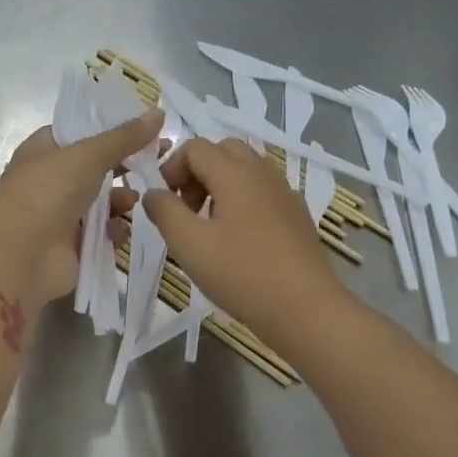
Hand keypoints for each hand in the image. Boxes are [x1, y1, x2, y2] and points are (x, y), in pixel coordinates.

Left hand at [0, 111, 163, 310]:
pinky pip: (101, 233)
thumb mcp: (87, 155)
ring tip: (135, 199)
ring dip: (121, 199)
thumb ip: (124, 137)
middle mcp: (51, 181)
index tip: (145, 126)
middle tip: (160, 158)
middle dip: (125, 165)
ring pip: (101, 202)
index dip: (111, 128)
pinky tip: (119, 228)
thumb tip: (158, 113)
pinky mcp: (73, 246)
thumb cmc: (47, 192)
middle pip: (95, 168)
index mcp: (43, 151)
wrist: (21, 255)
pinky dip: (112, 230)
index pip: (79, 132)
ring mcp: (61, 215)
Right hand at [143, 137, 346, 346]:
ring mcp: (285, 194)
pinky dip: (241, 202)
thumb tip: (153, 193)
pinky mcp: (297, 216)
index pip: (195, 148)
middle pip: (223, 151)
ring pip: (245, 171)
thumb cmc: (241, 273)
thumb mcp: (189, 244)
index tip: (165, 204)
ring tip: (208, 227)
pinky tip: (237, 241)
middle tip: (186, 210)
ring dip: (219, 186)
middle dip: (197, 172)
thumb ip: (164, 211)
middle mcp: (263, 174)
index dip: (171, 168)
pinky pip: (262, 192)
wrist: (305, 308)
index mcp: (235, 173)